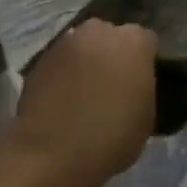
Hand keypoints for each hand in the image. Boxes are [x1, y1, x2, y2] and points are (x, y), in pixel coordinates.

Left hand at [6, 19, 157, 186]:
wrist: (52, 155)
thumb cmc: (111, 139)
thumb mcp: (146, 117)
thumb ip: (143, 87)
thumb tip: (134, 83)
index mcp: (133, 42)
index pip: (146, 41)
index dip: (145, 62)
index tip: (141, 82)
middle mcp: (99, 32)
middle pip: (111, 36)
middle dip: (114, 54)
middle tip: (113, 84)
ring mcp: (66, 42)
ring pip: (84, 45)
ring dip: (87, 61)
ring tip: (85, 92)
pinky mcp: (40, 58)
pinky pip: (61, 60)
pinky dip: (64, 73)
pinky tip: (63, 98)